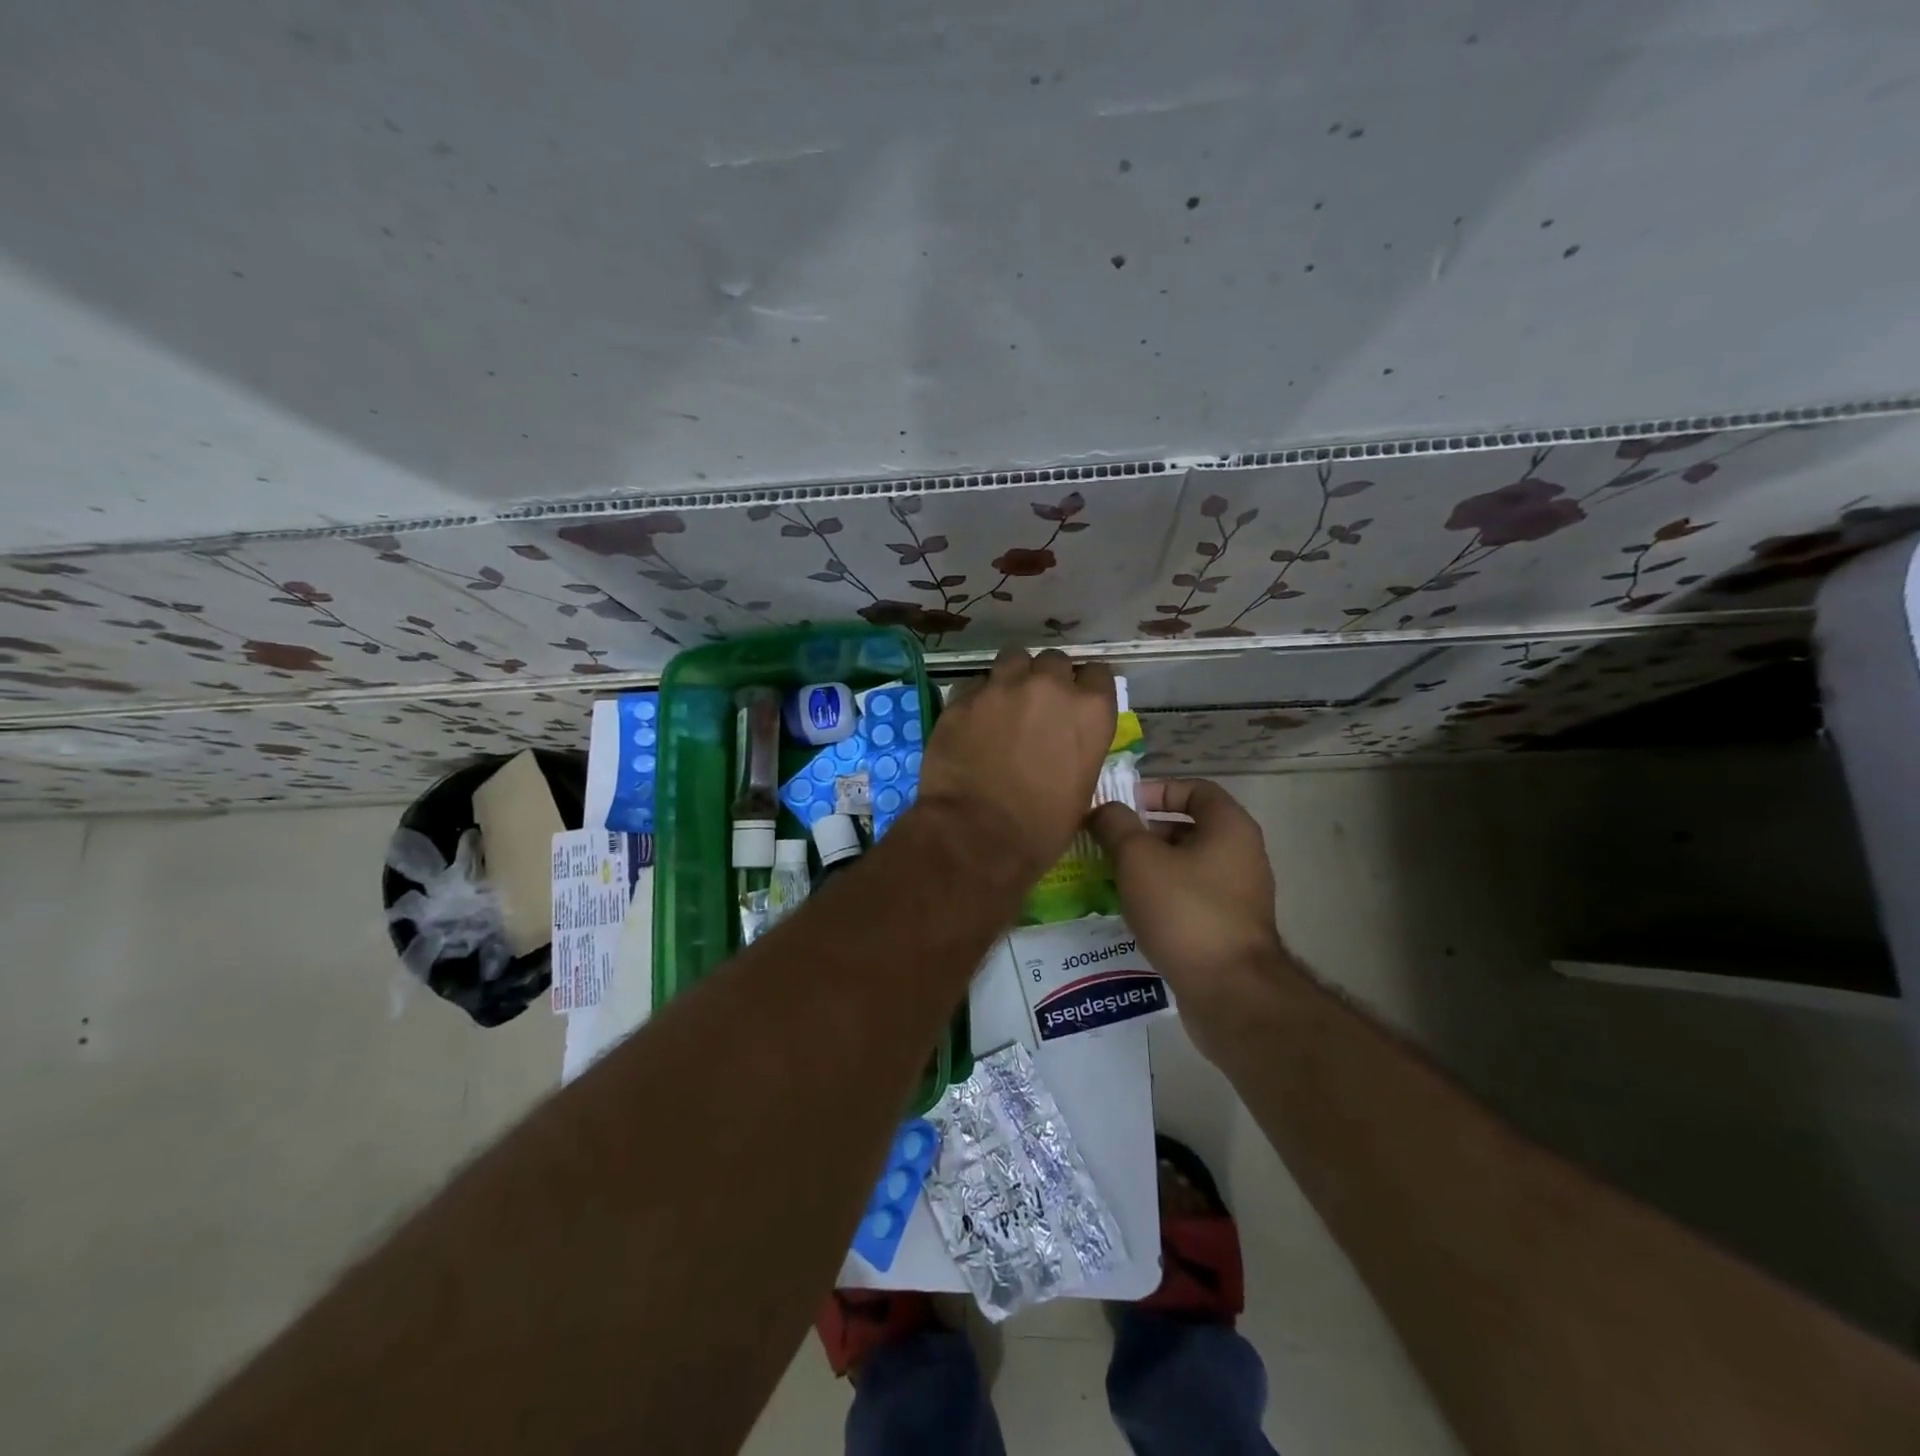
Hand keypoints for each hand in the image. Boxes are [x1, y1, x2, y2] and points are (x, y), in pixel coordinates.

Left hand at [917, 648, 1115, 881]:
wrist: (977, 837)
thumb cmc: (1041, 828)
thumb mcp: (1081, 789)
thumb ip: (1078, 748)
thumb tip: (1065, 743)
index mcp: (1090, 711)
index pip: (1097, 674)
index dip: (1085, 688)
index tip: (1076, 704)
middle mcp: (1049, 687)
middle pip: (1054, 661)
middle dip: (1048, 678)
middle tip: (1038, 706)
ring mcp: (1002, 687)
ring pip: (1013, 659)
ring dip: (1013, 677)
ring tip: (1004, 703)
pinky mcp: (962, 698)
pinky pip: (975, 683)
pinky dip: (977, 696)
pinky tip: (972, 720)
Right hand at [1090, 778, 1286, 1010]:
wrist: (1229, 990)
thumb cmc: (1184, 910)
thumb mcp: (1138, 859)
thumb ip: (1116, 825)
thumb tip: (1104, 810)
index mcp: (1230, 827)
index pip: (1194, 788)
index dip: (1156, 790)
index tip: (1122, 805)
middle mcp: (1242, 854)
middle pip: (1189, 827)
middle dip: (1146, 832)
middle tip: (1109, 843)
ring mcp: (1240, 894)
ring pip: (1187, 865)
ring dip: (1150, 866)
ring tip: (1113, 877)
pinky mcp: (1230, 927)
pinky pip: (1191, 897)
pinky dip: (1163, 896)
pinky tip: (1134, 911)